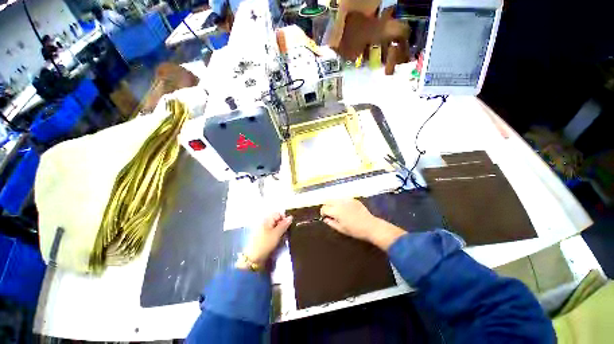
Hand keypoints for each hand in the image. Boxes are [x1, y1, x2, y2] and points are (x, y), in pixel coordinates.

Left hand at [239, 213, 292, 268]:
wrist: (253, 258)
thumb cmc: (265, 244)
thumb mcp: (276, 234)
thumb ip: (284, 225)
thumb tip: (291, 217)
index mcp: (266, 219)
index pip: (278, 214)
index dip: (284, 219)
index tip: (288, 227)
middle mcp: (264, 222)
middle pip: (276, 219)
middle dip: (282, 225)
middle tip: (286, 233)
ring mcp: (263, 229)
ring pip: (275, 226)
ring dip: (280, 230)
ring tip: (282, 237)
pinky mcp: (262, 236)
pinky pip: (272, 231)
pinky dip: (276, 234)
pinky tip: (277, 240)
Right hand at [321, 199, 404, 249]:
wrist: (370, 226)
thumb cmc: (355, 230)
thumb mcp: (341, 229)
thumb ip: (331, 223)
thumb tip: (325, 219)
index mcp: (336, 210)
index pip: (324, 208)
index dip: (323, 213)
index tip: (325, 217)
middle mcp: (340, 202)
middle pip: (328, 200)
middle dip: (327, 206)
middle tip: (330, 213)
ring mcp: (347, 199)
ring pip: (336, 199)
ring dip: (334, 204)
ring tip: (338, 211)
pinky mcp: (353, 199)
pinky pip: (344, 199)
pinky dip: (342, 203)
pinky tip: (347, 209)